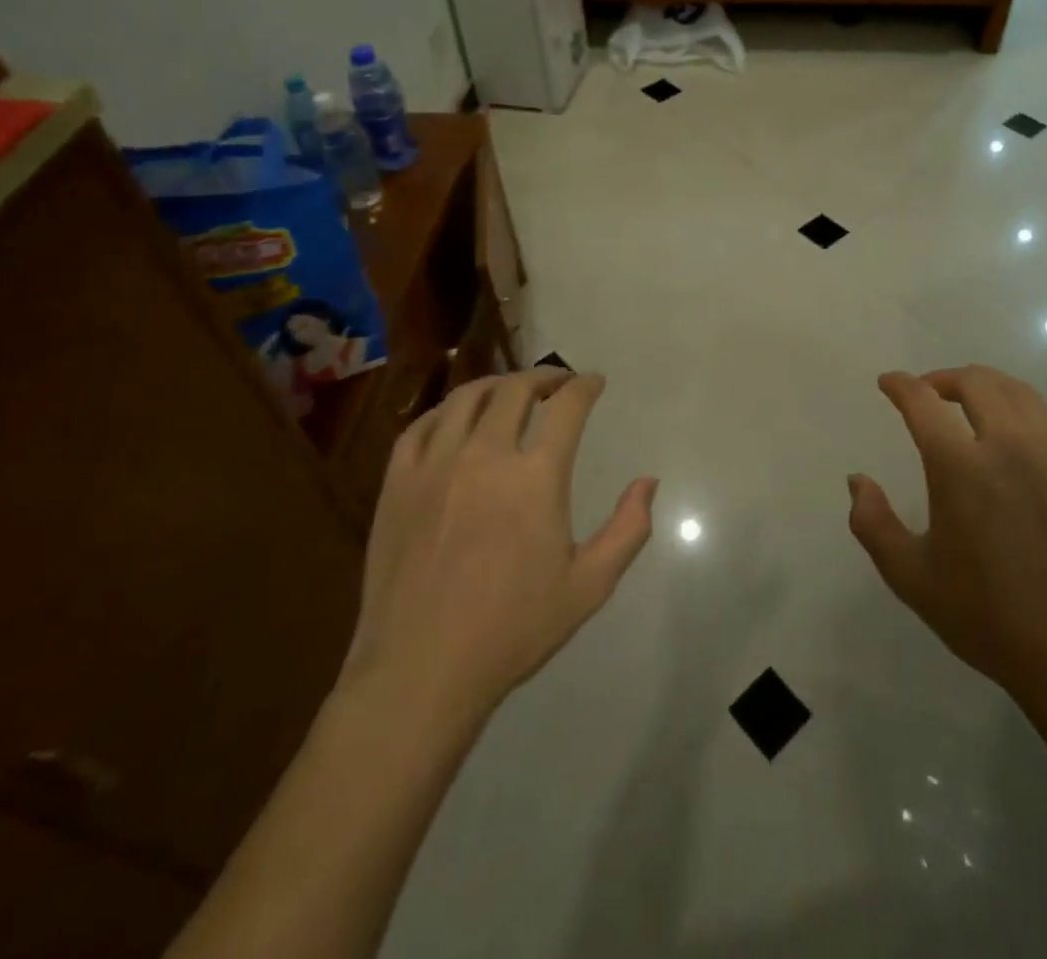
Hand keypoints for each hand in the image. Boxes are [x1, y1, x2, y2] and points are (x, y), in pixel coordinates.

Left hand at [339, 369, 657, 722]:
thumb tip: (648, 482)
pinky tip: (458, 420)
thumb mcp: (589, 586)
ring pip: (467, 397)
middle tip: (557, 384)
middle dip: (544, 377)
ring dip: (498, 384)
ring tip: (511, 392)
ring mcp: (435, 464)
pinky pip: (422, 425)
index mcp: (535, 477)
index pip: (566, 406)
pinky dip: (448, 411)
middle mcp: (485, 455)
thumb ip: (628, 529)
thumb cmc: (513, 629)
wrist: (422, 670)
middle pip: (516, 389)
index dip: (584, 386)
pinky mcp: (398, 482)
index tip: (593, 382)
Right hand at [848, 366, 1046, 712]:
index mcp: (961, 468)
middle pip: (976, 382)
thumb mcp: (911, 578)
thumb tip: (857, 480)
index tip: (889, 383)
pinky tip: (1018, 435)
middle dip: (943, 378)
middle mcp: (1011, 446)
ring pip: (1019, 393)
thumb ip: (872, 523)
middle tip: (929, 394)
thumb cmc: (989, 619)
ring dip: (986, 387)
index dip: (900, 385)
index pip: (923, 401)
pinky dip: (1026, 411)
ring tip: (971, 406)